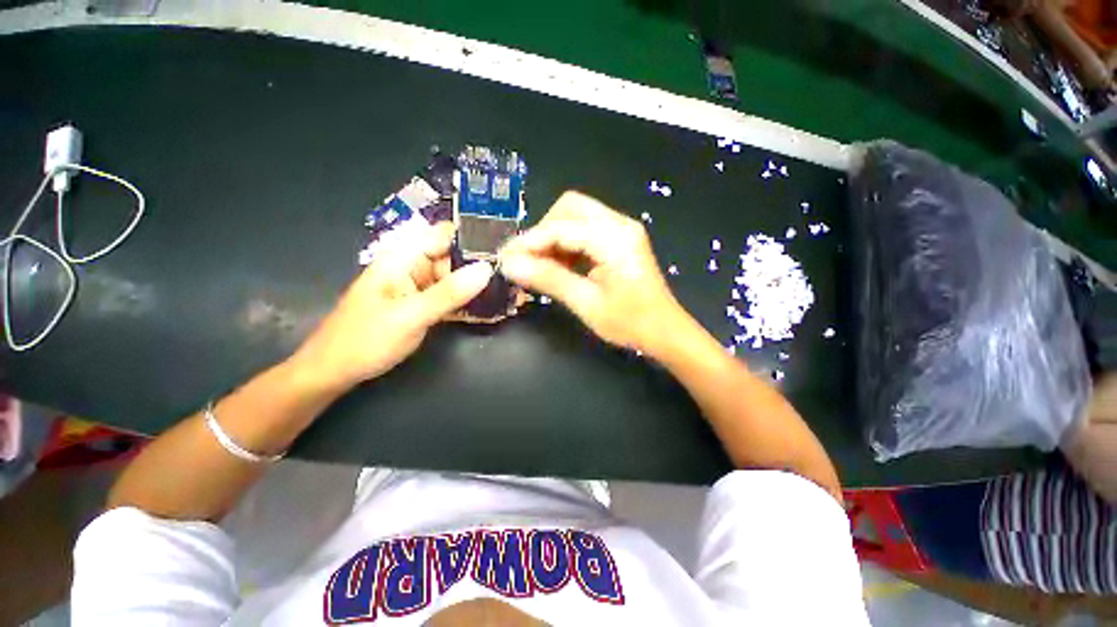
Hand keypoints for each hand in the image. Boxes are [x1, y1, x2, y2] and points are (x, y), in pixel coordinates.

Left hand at [294, 222, 492, 389]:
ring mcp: (419, 287)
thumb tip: (487, 269)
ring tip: (511, 290)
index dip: (474, 236)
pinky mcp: (424, 304)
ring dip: (479, 285)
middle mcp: (413, 267)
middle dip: (483, 265)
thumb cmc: (365, 340)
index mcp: (403, 258)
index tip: (507, 246)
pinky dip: (469, 301)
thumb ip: (449, 293)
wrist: (335, 372)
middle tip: (515, 275)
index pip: (444, 235)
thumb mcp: (411, 316)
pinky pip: (451, 297)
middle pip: (454, 257)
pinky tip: (491, 307)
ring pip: (456, 278)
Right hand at [499, 191, 684, 353]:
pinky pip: (586, 231)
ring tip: (540, 266)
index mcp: (614, 238)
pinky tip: (559, 266)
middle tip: (528, 260)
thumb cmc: (630, 323)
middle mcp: (619, 224)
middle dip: (543, 231)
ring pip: (576, 217)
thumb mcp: (587, 304)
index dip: (529, 242)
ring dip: (554, 237)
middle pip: (569, 208)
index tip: (504, 259)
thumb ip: (549, 280)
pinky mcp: (620, 240)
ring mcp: (621, 230)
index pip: (560, 228)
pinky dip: (567, 244)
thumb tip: (510, 265)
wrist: (665, 331)